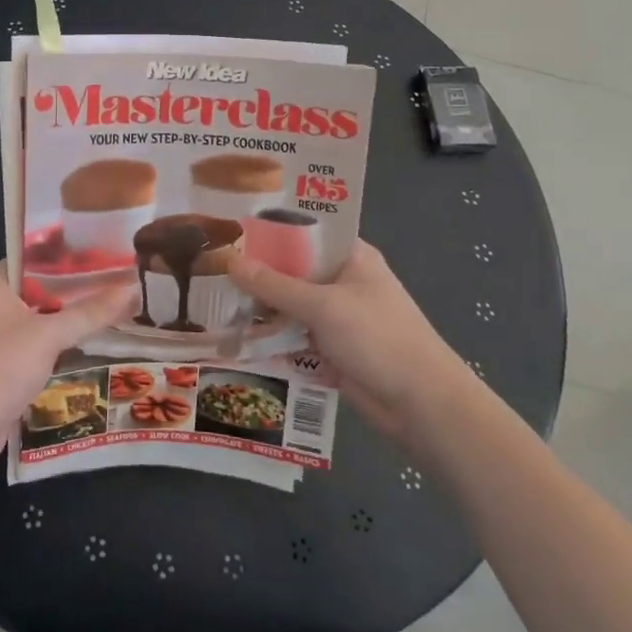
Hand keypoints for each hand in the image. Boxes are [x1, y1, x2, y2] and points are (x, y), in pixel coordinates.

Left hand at [0, 263, 135, 483]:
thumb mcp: (48, 335)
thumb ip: (90, 312)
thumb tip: (133, 289)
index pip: (38, 253)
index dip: (73, 250)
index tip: (109, 249)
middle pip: (42, 284)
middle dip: (79, 284)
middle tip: (122, 277)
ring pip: (42, 314)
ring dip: (72, 313)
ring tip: (116, 304)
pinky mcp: (2, 363)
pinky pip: (38, 340)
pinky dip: (61, 338)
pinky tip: (92, 338)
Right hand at [229, 240, 470, 437]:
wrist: (421, 406)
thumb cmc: (378, 338)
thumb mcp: (322, 305)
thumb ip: (274, 285)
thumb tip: (228, 261)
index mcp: (351, 256)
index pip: (305, 230)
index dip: (270, 228)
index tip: (231, 225)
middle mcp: (342, 280)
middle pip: (292, 268)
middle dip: (257, 269)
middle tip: (210, 261)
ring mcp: (336, 316)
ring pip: (289, 303)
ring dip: (260, 305)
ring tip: (211, 296)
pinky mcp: (330, 348)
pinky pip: (293, 334)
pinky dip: (270, 335)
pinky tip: (233, 332)